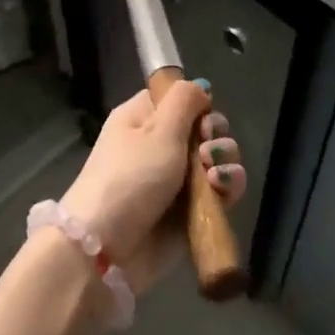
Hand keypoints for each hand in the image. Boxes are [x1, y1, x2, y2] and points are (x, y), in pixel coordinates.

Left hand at [61, 81, 246, 292]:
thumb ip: (184, 101)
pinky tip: (223, 190)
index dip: (197, 104)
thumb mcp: (157, 129)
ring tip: (214, 175)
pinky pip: (218, 191)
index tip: (202, 116)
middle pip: (203, 128)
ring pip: (215, 160)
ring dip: (224, 162)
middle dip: (215, 135)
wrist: (107, 248)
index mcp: (143, 119)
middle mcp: (159, 146)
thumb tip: (200, 86)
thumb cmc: (130, 177)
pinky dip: (227, 188)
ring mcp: (175, 180)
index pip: (178, 99)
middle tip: (206, 148)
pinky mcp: (189, 211)